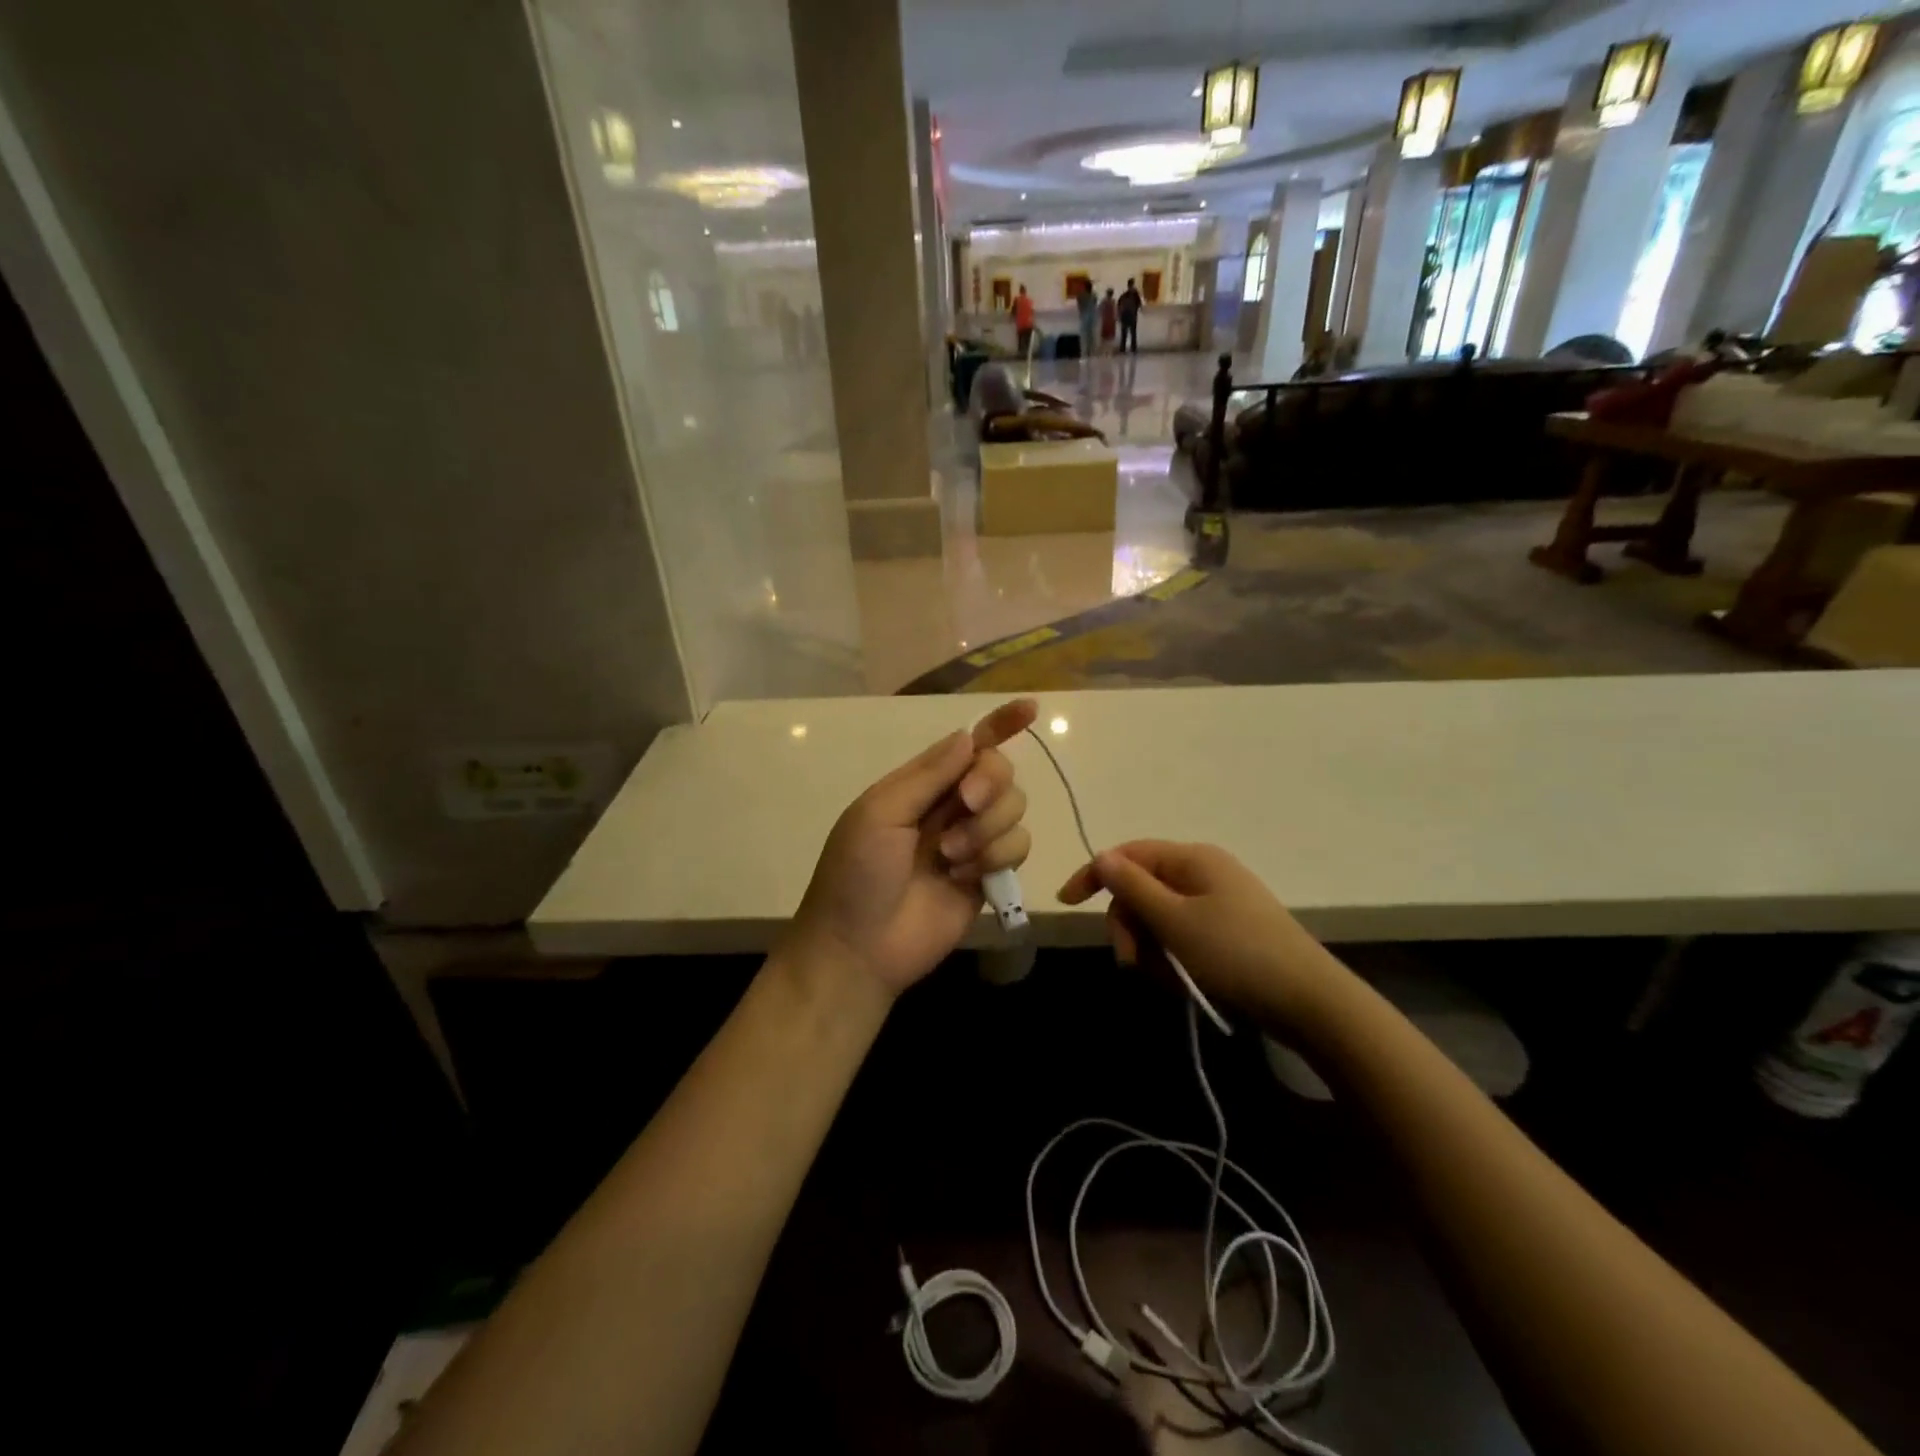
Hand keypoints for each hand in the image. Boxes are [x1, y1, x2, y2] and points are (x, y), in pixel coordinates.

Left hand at [784, 699, 1037, 997]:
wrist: (860, 947)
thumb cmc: (857, 873)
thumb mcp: (880, 813)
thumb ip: (928, 775)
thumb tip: (969, 735)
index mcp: (921, 784)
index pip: (968, 745)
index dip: (1000, 724)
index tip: (1030, 709)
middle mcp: (950, 806)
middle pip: (999, 772)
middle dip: (990, 783)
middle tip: (965, 805)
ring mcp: (972, 841)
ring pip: (1014, 809)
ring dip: (987, 829)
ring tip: (950, 858)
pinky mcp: (989, 875)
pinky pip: (1018, 846)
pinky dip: (996, 857)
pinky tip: (965, 877)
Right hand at [1057, 841, 1345, 1029]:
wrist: (1310, 1002)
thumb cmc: (1236, 954)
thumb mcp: (1175, 921)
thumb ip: (1132, 887)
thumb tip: (1102, 856)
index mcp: (1191, 859)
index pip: (1128, 855)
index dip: (1094, 875)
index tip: (1067, 904)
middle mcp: (1203, 873)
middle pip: (1141, 890)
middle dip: (1129, 926)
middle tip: (1132, 963)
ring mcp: (1218, 904)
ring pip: (1159, 919)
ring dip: (1151, 949)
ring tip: (1167, 980)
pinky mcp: (1228, 933)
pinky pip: (1182, 938)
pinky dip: (1174, 960)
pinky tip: (1184, 984)